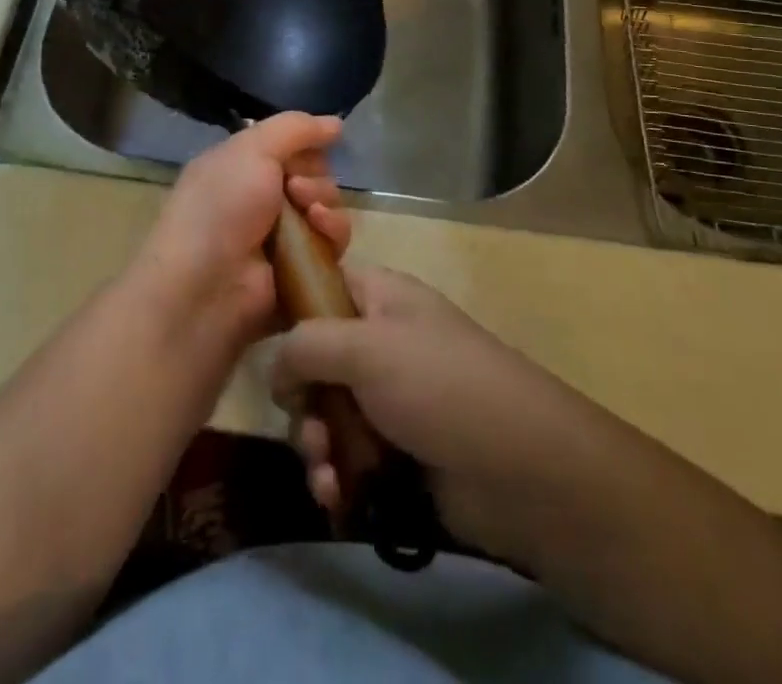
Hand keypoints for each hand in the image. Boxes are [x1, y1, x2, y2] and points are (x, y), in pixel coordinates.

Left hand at [133, 113, 348, 341]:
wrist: (206, 285)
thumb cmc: (221, 206)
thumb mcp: (252, 149)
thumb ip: (295, 128)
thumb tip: (337, 123)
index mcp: (243, 167)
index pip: (292, 146)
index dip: (306, 145)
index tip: (309, 148)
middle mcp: (263, 198)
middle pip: (316, 175)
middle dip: (315, 176)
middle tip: (295, 189)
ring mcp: (284, 235)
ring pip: (329, 206)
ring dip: (325, 202)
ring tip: (307, 214)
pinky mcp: (303, 268)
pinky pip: (334, 241)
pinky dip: (332, 231)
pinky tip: (319, 231)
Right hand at [270, 266, 625, 568]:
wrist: (521, 469)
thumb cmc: (439, 386)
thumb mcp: (366, 347)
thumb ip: (306, 345)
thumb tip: (276, 368)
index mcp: (379, 297)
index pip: (319, 286)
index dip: (288, 308)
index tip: (260, 340)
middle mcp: (380, 341)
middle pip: (313, 358)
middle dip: (301, 398)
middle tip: (308, 425)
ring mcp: (389, 396)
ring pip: (324, 411)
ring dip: (314, 443)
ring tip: (326, 471)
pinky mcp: (396, 449)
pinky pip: (346, 455)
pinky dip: (335, 473)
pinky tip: (336, 496)